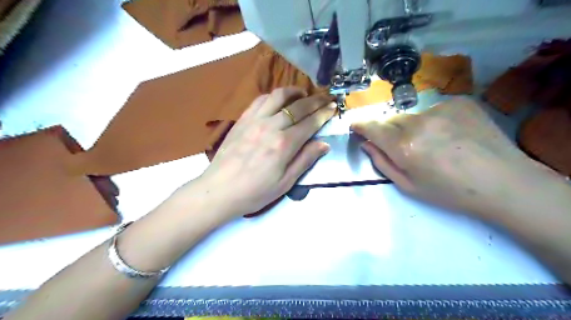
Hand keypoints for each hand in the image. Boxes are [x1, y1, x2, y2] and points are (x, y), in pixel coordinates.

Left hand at [199, 88, 335, 216]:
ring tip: (304, 94)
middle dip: (316, 100)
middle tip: (326, 98)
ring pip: (278, 96)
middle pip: (298, 106)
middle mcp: (271, 126)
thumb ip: (305, 160)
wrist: (219, 190)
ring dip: (294, 92)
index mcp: (284, 144)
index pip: (310, 122)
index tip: (334, 107)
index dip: (324, 113)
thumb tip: (324, 144)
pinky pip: (260, 100)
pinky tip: (278, 100)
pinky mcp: (242, 119)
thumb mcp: (285, 183)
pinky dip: (273, 96)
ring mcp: (254, 120)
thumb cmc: (255, 192)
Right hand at [351, 98, 560, 218]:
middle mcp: (419, 123)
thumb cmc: (450, 192)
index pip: (372, 128)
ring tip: (432, 143)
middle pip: (391, 120)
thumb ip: (383, 162)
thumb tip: (367, 144)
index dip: (361, 125)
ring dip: (413, 126)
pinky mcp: (459, 102)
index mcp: (404, 146)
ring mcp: (441, 109)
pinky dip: (434, 120)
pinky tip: (450, 134)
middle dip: (389, 131)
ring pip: (412, 115)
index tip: (355, 125)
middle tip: (403, 147)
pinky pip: (434, 110)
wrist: (504, 183)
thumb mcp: (409, 186)